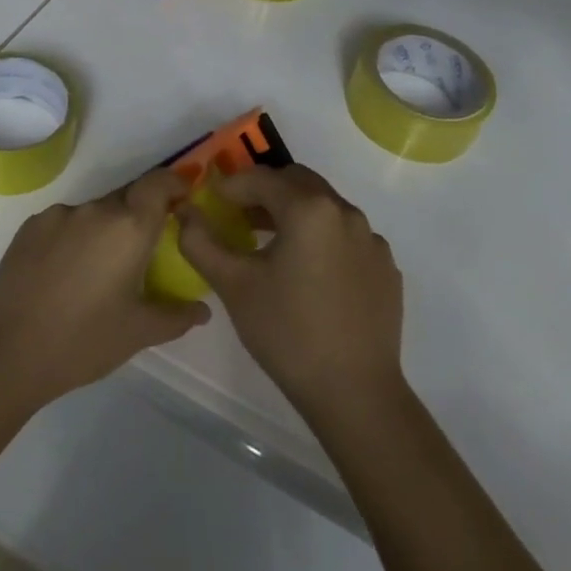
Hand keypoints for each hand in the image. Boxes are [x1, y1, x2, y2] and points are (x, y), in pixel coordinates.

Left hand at [0, 169, 208, 414]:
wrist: (6, 354)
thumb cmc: (82, 342)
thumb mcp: (138, 333)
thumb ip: (176, 315)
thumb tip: (203, 309)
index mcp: (128, 227)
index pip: (159, 183)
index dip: (175, 183)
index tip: (183, 197)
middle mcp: (95, 210)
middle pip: (127, 197)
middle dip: (140, 215)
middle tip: (144, 249)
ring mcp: (58, 215)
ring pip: (94, 211)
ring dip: (105, 229)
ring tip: (100, 270)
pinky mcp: (29, 227)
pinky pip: (65, 222)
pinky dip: (75, 237)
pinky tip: (67, 273)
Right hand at [177, 164, 403, 416]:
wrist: (355, 392)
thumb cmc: (287, 333)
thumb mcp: (232, 284)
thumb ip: (200, 241)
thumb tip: (186, 212)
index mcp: (309, 209)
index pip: (261, 178)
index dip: (232, 185)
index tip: (212, 200)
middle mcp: (345, 212)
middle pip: (297, 182)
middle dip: (265, 191)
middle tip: (239, 215)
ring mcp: (371, 239)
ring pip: (324, 207)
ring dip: (294, 212)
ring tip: (269, 243)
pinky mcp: (384, 267)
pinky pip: (346, 236)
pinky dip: (322, 238)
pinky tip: (308, 273)